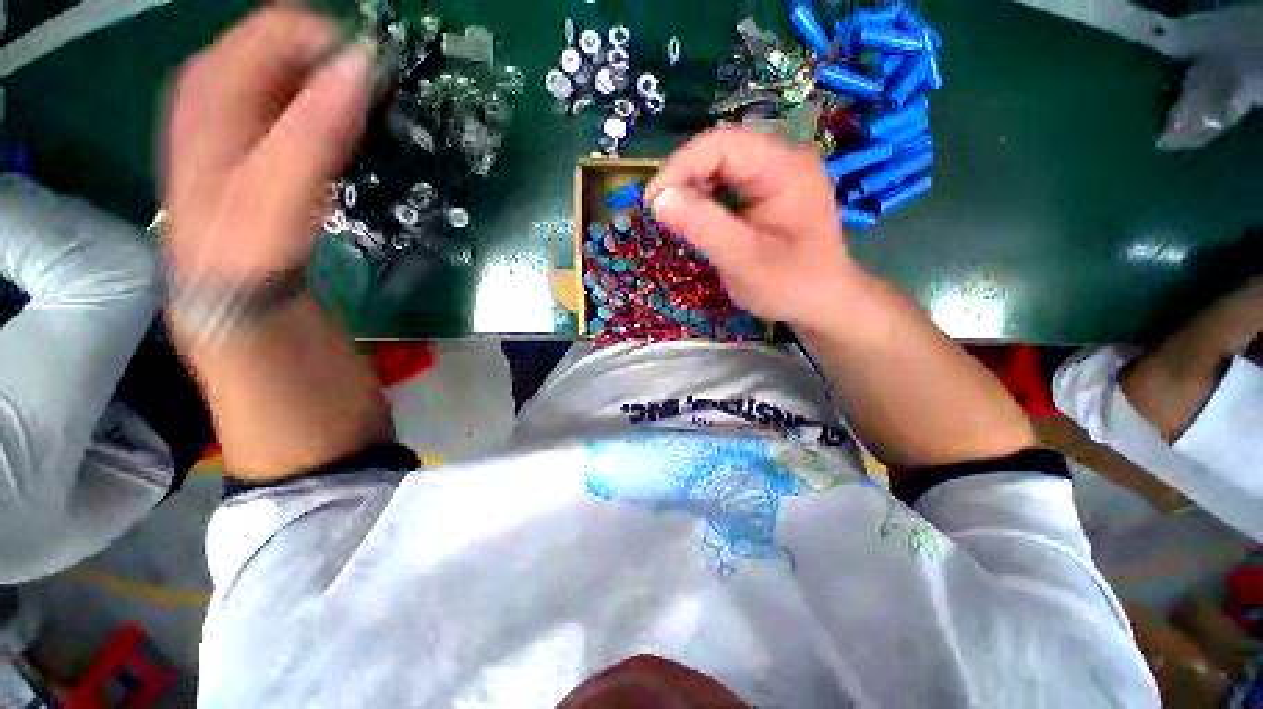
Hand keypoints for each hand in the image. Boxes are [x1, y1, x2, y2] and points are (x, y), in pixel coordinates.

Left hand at [163, 7, 372, 285]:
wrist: (228, 296)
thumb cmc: (243, 250)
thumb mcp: (277, 193)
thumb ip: (315, 129)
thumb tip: (365, 68)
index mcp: (213, 86)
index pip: (283, 27)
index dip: (339, 49)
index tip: (384, 89)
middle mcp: (221, 87)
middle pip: (293, 48)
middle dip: (342, 73)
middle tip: (383, 114)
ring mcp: (238, 114)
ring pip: (301, 77)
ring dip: (342, 96)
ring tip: (373, 131)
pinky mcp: (258, 140)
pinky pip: (303, 107)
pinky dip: (335, 117)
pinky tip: (351, 144)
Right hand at [645, 129, 860, 328]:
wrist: (823, 304)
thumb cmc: (791, 286)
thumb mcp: (744, 261)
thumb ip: (703, 227)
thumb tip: (659, 199)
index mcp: (785, 167)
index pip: (722, 145)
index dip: (680, 167)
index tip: (652, 202)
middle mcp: (781, 160)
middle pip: (719, 151)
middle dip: (684, 178)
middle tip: (660, 214)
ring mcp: (774, 175)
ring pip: (718, 167)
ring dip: (691, 189)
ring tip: (675, 219)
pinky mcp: (765, 193)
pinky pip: (725, 184)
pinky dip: (703, 200)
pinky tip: (696, 221)